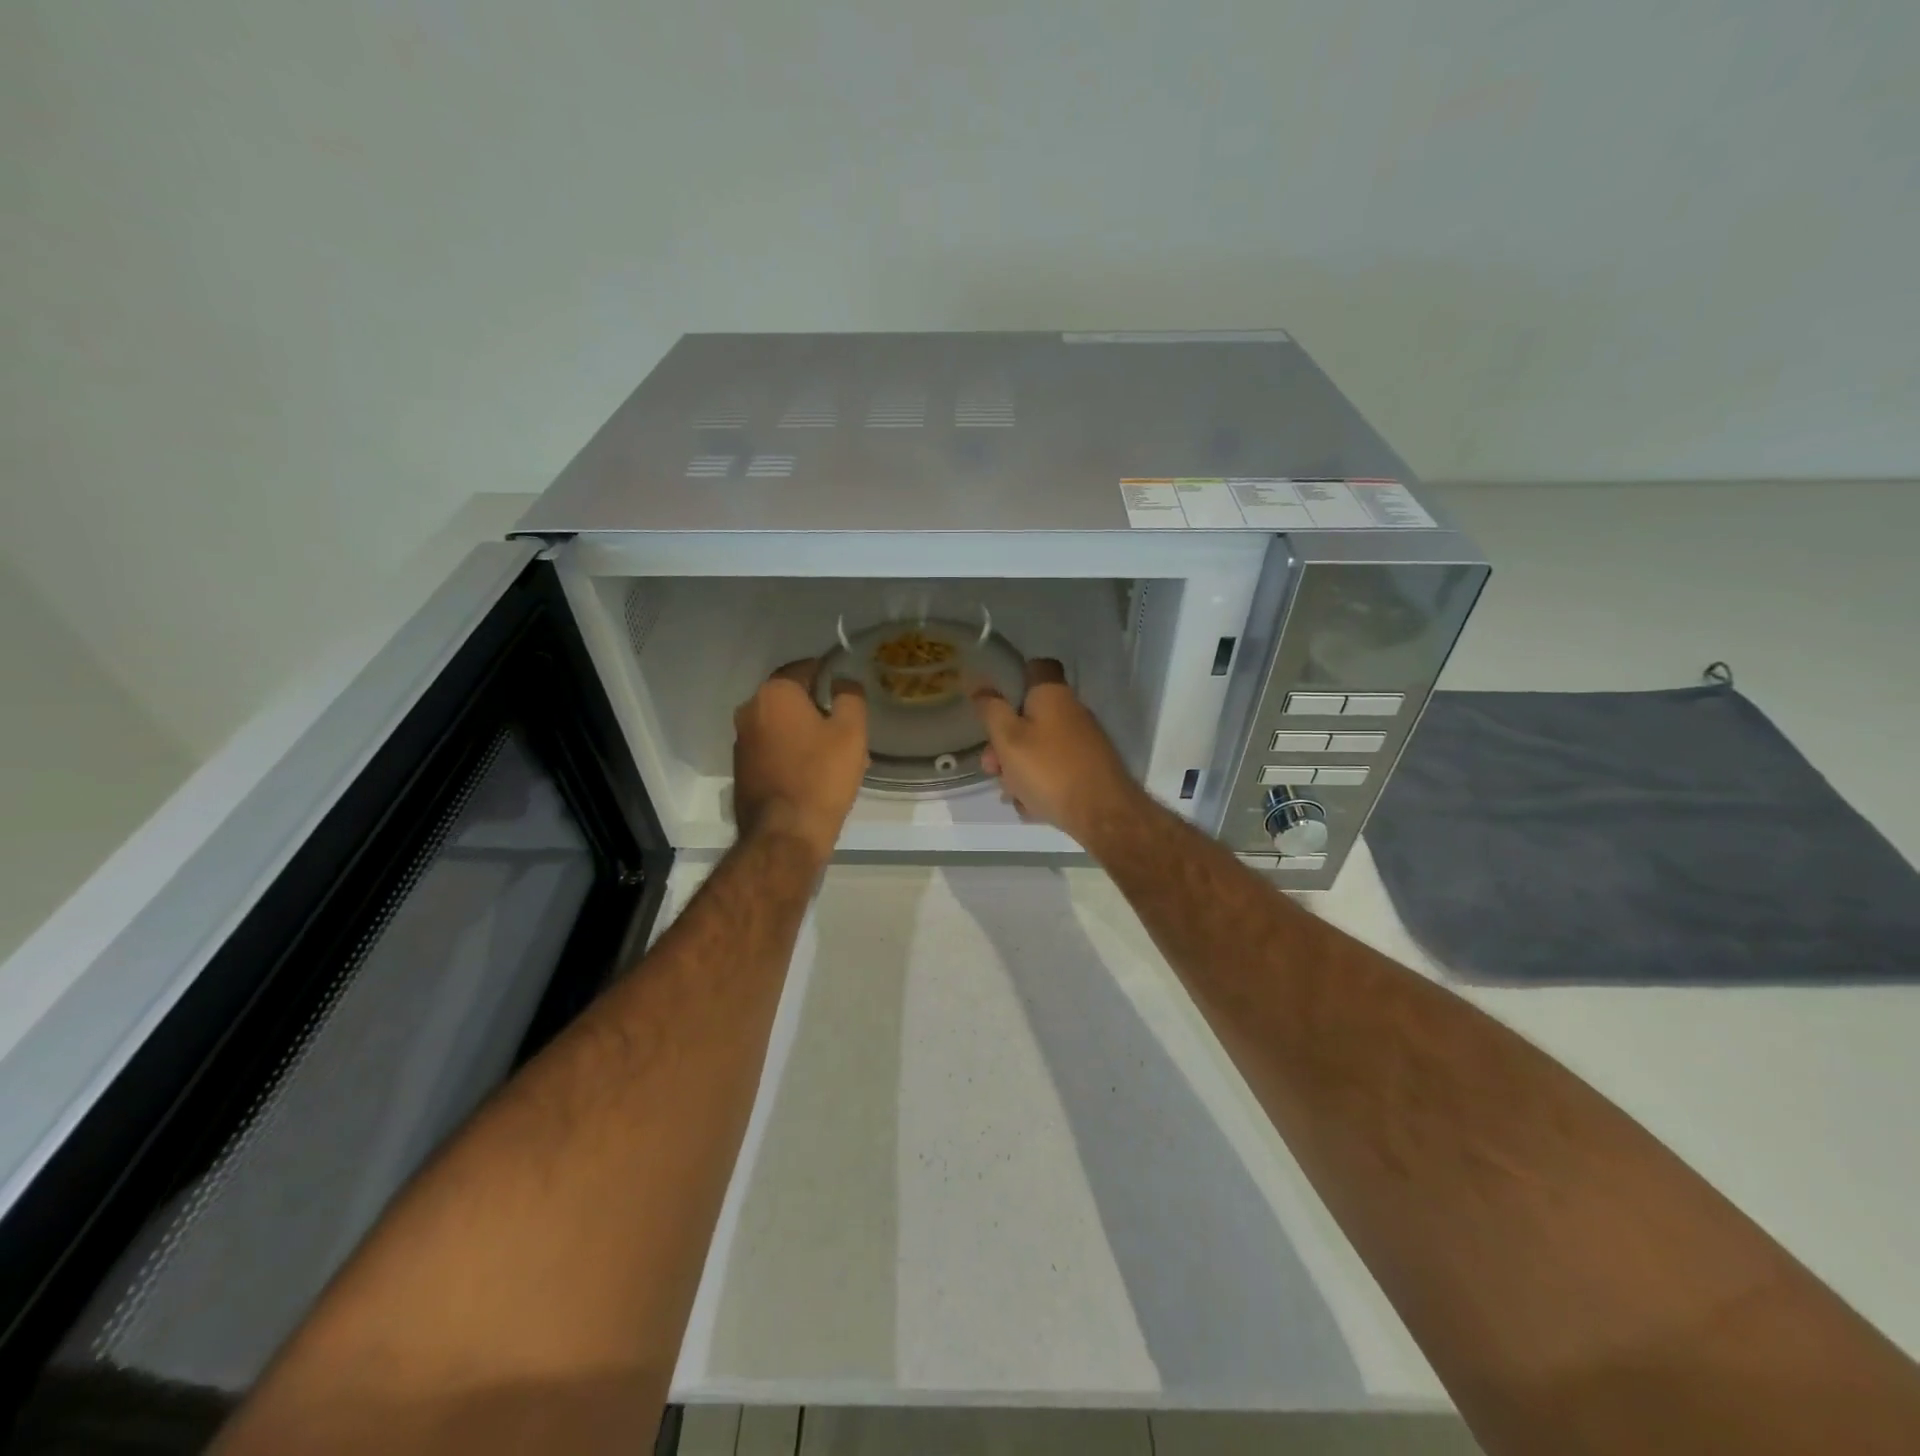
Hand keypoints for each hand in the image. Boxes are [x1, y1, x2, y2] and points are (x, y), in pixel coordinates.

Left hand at [733, 661, 868, 863]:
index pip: (804, 668)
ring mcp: (741, 741)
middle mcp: (749, 710)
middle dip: (817, 707)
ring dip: (804, 731)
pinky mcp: (741, 769)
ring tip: (834, 753)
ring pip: (781, 725)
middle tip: (845, 725)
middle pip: (790, 698)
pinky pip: (772, 748)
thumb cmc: (822, 776)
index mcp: (774, 693)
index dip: (828, 674)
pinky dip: (791, 752)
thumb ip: (850, 696)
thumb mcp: (851, 731)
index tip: (846, 690)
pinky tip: (814, 772)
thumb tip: (842, 682)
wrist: (785, 834)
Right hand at [971, 659, 1137, 844]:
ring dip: (1018, 769)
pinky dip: (1040, 785)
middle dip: (1005, 742)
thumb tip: (979, 685)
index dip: (1014, 678)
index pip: (1037, 667)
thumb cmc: (1049, 770)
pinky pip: (1054, 771)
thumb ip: (991, 710)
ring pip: (1039, 748)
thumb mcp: (1008, 740)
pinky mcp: (1088, 769)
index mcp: (1053, 695)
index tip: (995, 700)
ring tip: (1012, 795)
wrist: (1103, 815)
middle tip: (991, 767)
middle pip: (1030, 717)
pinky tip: (1032, 807)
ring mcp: (1083, 743)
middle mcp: (1072, 713)